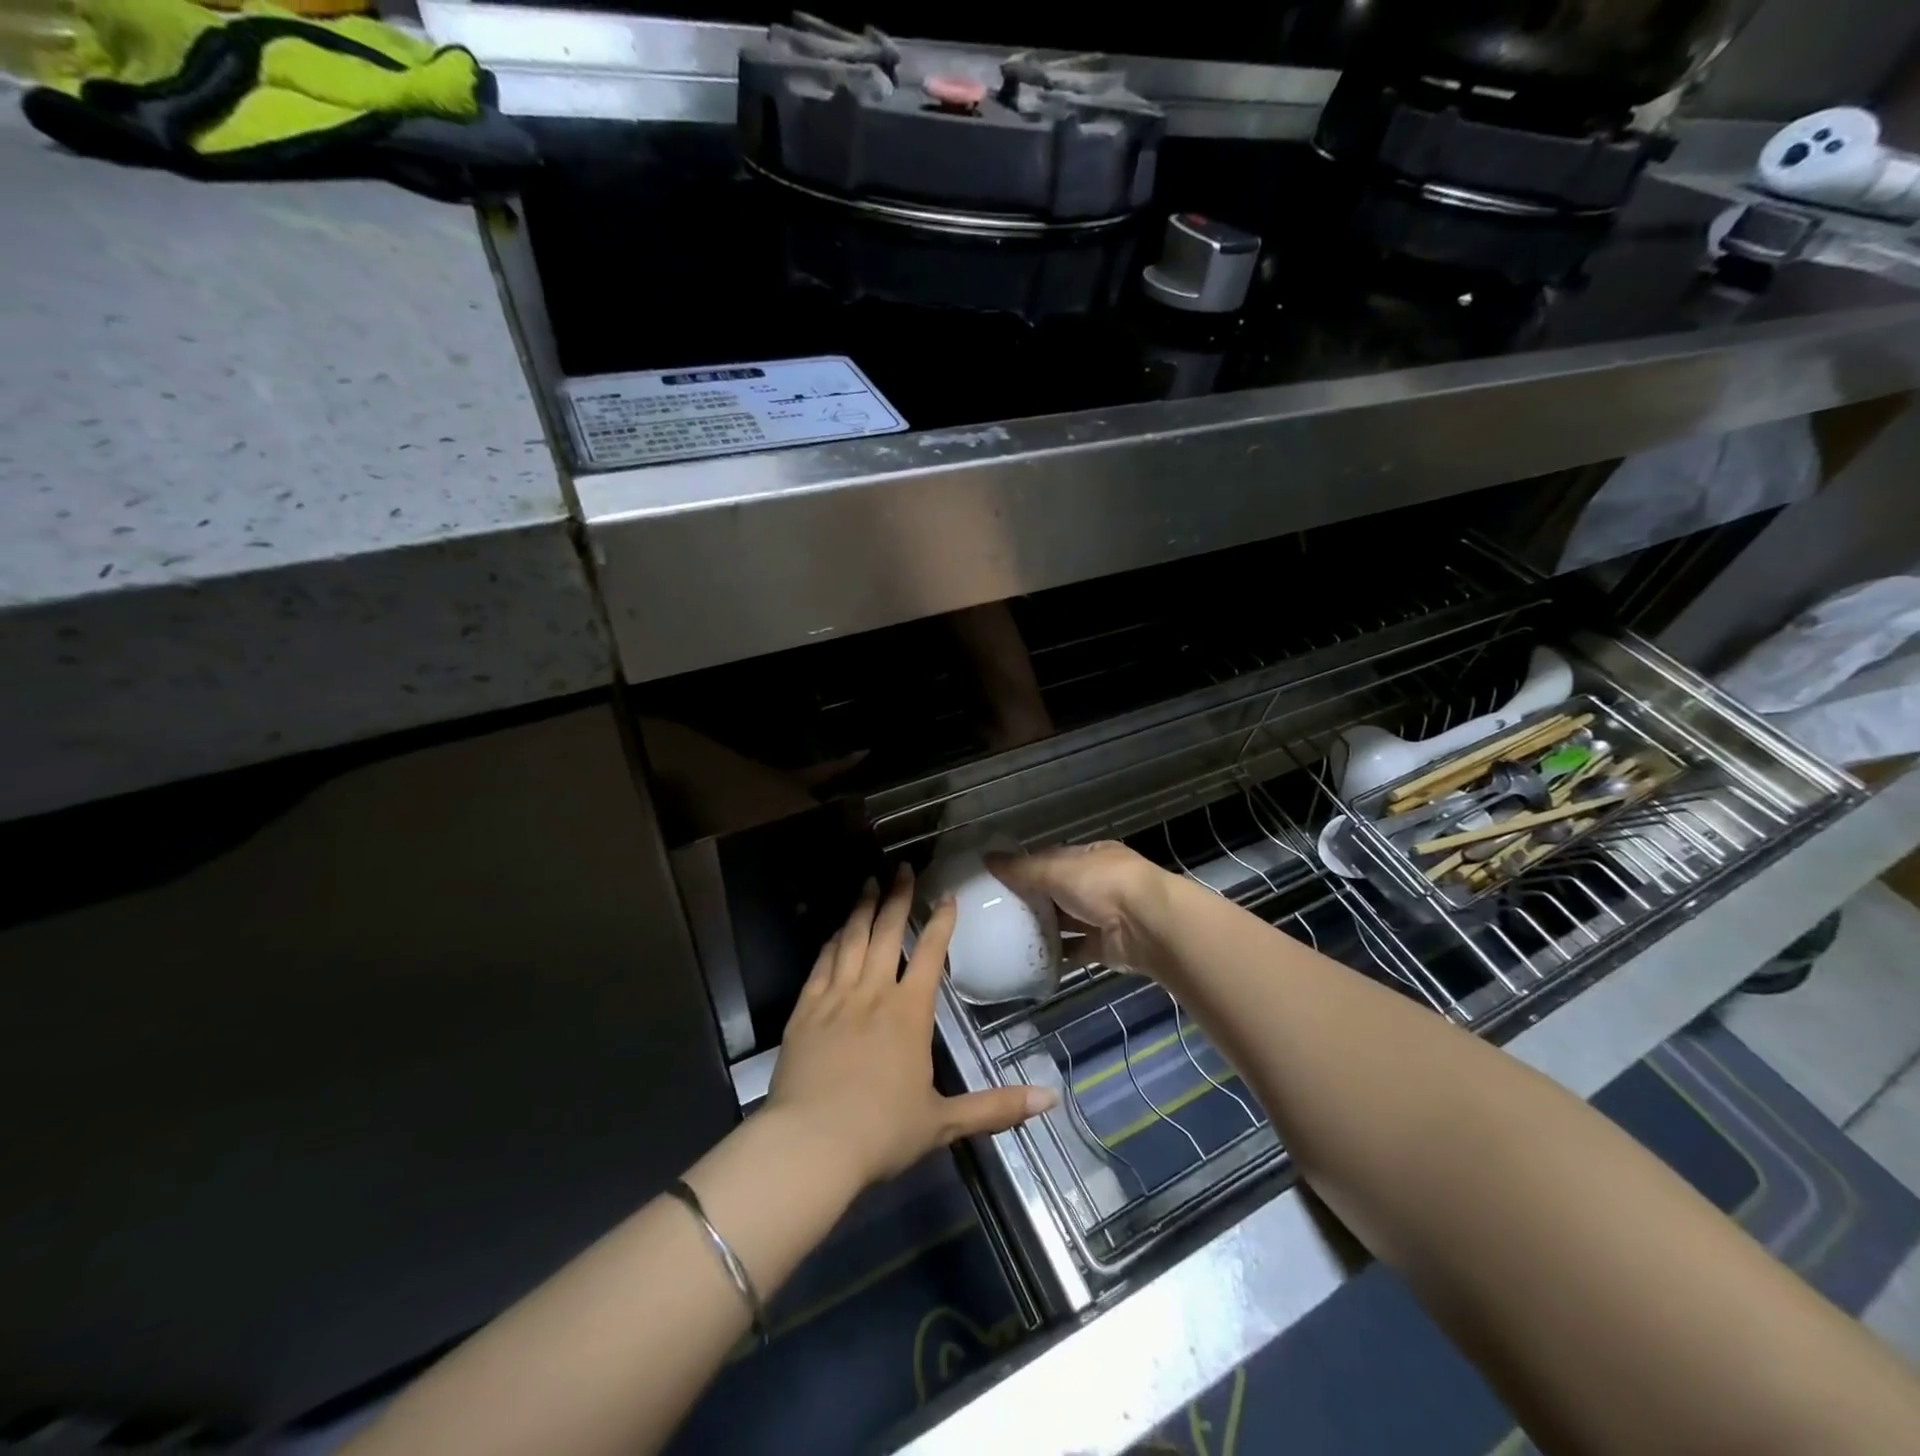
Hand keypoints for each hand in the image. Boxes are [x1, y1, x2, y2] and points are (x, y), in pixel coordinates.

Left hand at [768, 866, 1058, 1189]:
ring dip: (863, 908)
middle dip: (897, 897)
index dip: (941, 922)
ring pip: (852, 940)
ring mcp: (835, 998)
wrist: (811, 1144)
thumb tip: (1051, 1099)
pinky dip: (832, 942)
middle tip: (902, 868)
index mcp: (909, 1013)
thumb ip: (996, 1107)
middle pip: (887, 933)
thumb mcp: (944, 1123)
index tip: (947, 896)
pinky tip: (837, 930)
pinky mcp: (805, 1010)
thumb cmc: (882, 1132)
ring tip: (869, 882)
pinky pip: (821, 964)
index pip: (931, 954)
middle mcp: (873, 994)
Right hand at [987, 841, 1172, 977]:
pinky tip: (1032, 959)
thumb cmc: (1102, 884)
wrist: (1147, 925)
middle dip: (1034, 900)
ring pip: (1068, 921)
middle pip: (1060, 891)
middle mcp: (1100, 884)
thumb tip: (987, 859)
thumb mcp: (1056, 870)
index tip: (1001, 879)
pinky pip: (1076, 950)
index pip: (1055, 858)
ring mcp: (1105, 916)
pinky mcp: (1106, 947)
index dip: (1029, 867)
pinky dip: (1058, 955)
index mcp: (1092, 856)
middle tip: (998, 911)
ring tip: (1009, 936)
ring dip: (1045, 928)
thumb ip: (1022, 869)